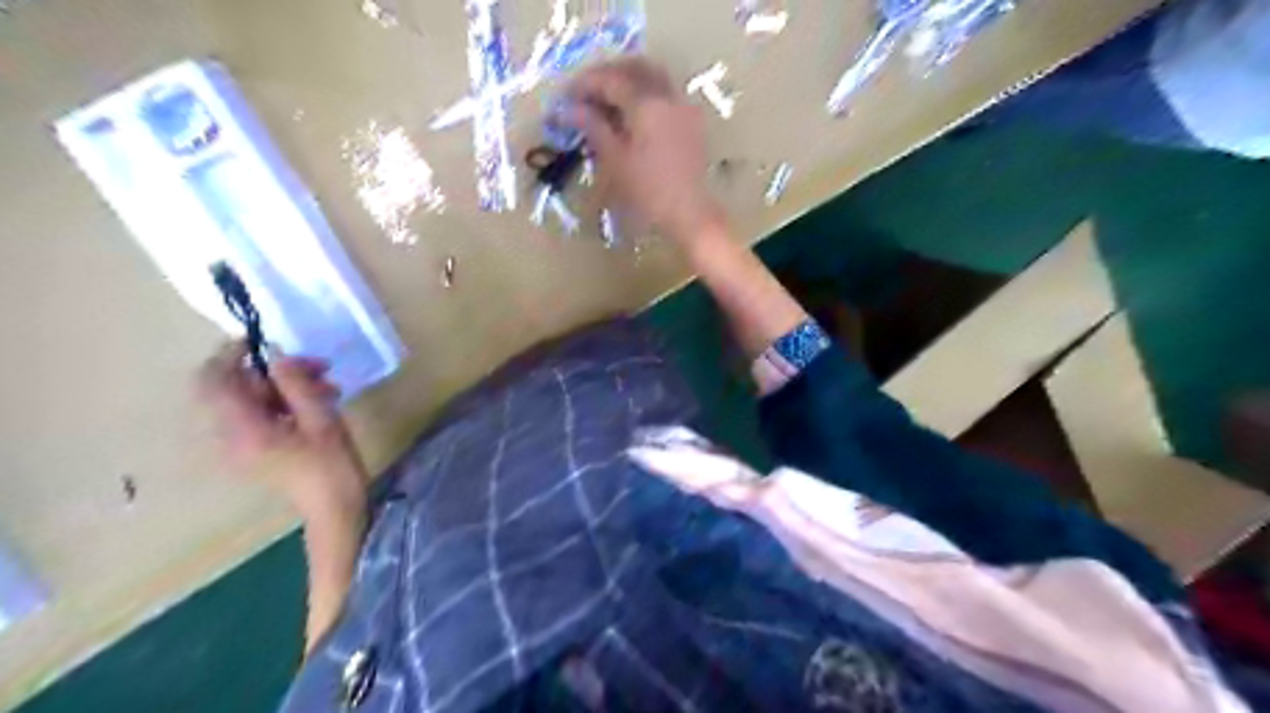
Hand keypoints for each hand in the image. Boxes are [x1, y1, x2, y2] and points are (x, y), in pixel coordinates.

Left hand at [198, 342, 367, 526]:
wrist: (336, 509)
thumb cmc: (332, 466)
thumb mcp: (321, 419)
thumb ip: (296, 384)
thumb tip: (276, 353)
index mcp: (243, 430)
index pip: (214, 382)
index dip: (230, 355)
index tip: (262, 339)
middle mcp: (230, 437)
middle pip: (237, 388)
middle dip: (276, 371)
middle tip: (319, 366)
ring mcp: (241, 445)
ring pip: (252, 399)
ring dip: (287, 386)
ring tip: (328, 385)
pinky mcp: (255, 449)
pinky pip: (261, 414)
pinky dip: (286, 402)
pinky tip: (320, 401)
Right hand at [568, 56, 723, 243]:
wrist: (690, 213)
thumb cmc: (648, 191)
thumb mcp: (615, 161)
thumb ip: (593, 127)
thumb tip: (570, 109)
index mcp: (647, 103)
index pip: (610, 79)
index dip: (585, 84)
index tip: (565, 97)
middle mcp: (668, 96)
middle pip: (634, 68)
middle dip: (607, 75)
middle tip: (585, 93)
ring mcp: (683, 107)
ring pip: (652, 78)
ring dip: (627, 82)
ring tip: (605, 104)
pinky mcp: (691, 123)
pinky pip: (665, 95)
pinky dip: (644, 95)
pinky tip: (631, 117)